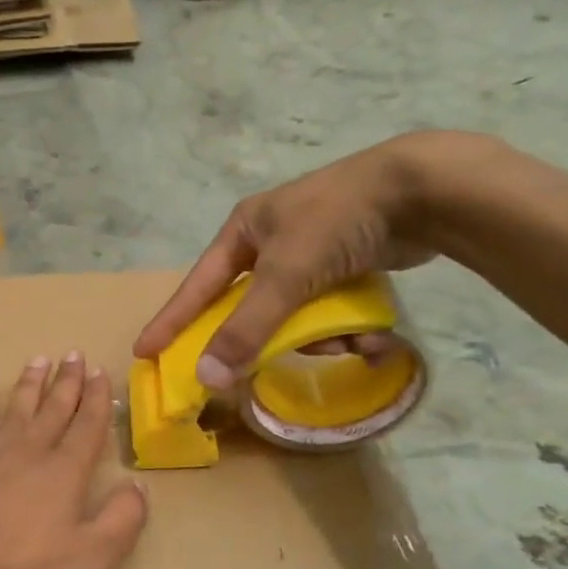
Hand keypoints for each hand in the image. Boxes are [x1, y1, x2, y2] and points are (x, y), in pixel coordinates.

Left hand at [0, 353, 148, 568]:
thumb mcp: (90, 559)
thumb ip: (122, 520)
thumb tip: (139, 485)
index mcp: (64, 472)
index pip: (88, 427)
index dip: (98, 399)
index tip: (101, 372)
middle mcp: (29, 452)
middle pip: (53, 409)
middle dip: (67, 381)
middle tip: (74, 353)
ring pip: (15, 409)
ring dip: (30, 384)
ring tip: (39, 360)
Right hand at [134, 133, 457, 389]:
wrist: (422, 191)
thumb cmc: (336, 222)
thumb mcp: (285, 276)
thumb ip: (246, 329)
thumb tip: (206, 377)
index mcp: (244, 230)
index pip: (197, 285)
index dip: (171, 320)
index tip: (145, 351)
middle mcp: (271, 240)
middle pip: (250, 306)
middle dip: (268, 337)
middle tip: (262, 366)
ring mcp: (311, 252)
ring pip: (295, 314)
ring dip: (319, 337)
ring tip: (349, 342)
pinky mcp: (346, 263)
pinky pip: (329, 309)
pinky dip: (346, 327)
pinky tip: (373, 337)